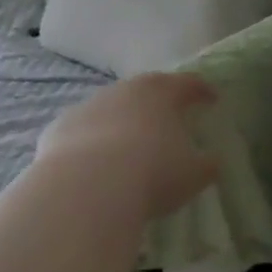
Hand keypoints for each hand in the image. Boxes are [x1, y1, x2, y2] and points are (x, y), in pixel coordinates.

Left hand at [36, 72, 220, 218]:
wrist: (85, 187)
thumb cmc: (151, 172)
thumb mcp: (193, 174)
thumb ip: (206, 164)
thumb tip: (211, 161)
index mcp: (162, 92)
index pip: (188, 83)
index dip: (202, 90)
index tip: (212, 98)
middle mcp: (125, 90)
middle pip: (146, 89)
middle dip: (159, 102)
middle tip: (168, 117)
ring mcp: (89, 106)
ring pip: (111, 107)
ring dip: (122, 121)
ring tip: (129, 145)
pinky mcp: (59, 127)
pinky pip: (82, 131)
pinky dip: (91, 142)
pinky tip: (94, 164)